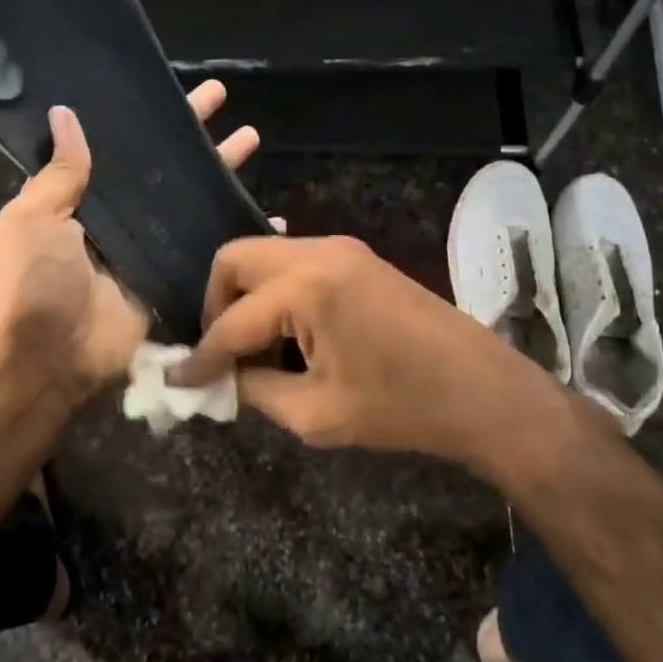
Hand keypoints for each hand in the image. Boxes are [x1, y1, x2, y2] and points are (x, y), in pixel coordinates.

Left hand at [0, 81, 261, 399]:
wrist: (49, 359)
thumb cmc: (34, 283)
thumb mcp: (32, 219)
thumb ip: (58, 173)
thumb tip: (66, 114)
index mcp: (86, 203)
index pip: (126, 150)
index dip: (153, 121)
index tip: (178, 91)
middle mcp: (123, 223)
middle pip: (167, 172)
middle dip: (195, 138)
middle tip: (226, 100)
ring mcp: (152, 253)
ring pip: (194, 205)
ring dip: (222, 175)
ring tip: (254, 139)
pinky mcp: (175, 283)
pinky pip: (210, 253)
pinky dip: (239, 236)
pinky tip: (273, 218)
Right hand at [173, 235, 565, 467]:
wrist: (484, 391)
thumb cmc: (402, 408)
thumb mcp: (316, 412)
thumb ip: (255, 389)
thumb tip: (223, 378)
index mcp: (307, 287)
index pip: (231, 321)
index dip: (201, 355)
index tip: (178, 379)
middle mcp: (318, 251)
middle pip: (235, 259)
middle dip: (215, 305)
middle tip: (221, 353)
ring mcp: (341, 248)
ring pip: (264, 256)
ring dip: (247, 297)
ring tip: (255, 349)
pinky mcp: (357, 257)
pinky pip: (294, 263)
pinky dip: (276, 293)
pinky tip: (288, 334)